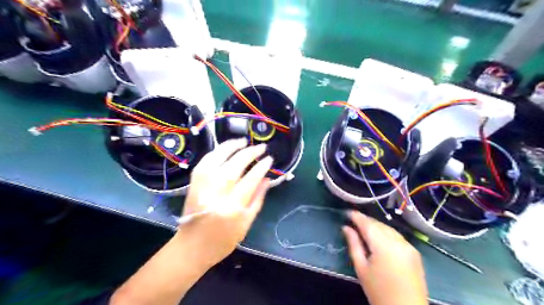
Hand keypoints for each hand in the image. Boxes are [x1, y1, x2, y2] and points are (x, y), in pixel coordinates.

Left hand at [178, 140, 271, 267]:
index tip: (269, 159)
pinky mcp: (193, 185)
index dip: (261, 167)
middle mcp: (215, 195)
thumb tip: (267, 178)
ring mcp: (201, 188)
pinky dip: (215, 153)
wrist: (191, 248)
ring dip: (231, 147)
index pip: (250, 181)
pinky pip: (204, 163)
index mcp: (231, 209)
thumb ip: (258, 199)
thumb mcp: (246, 224)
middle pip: (233, 167)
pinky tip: (225, 149)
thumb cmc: (223, 241)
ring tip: (243, 141)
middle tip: (261, 147)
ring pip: (216, 160)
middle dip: (249, 153)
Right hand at [343, 212, 429, 304]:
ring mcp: (409, 246)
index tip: (347, 212)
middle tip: (353, 220)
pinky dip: (386, 233)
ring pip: (389, 228)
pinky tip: (379, 237)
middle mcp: (399, 242)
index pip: (368, 224)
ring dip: (376, 226)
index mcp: (384, 246)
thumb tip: (346, 228)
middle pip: (379, 224)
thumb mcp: (361, 268)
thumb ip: (354, 244)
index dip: (357, 216)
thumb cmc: (379, 291)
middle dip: (365, 221)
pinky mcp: (415, 252)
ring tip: (364, 228)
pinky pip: (397, 236)